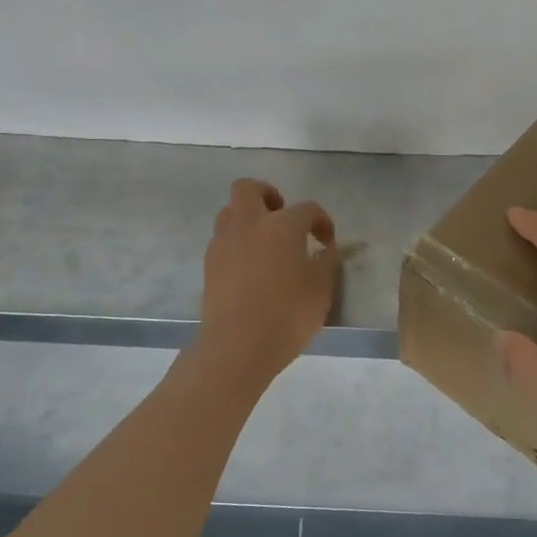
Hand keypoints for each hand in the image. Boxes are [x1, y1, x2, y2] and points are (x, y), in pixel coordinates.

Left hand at [195, 179, 337, 382]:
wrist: (238, 346)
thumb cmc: (288, 315)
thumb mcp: (322, 289)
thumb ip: (326, 261)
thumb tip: (324, 248)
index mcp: (282, 225)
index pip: (307, 209)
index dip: (321, 221)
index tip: (326, 241)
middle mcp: (249, 224)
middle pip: (249, 189)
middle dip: (267, 195)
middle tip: (282, 218)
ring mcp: (224, 243)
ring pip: (230, 212)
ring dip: (248, 218)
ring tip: (265, 243)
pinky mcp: (209, 264)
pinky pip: (223, 239)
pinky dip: (237, 243)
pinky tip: (250, 266)